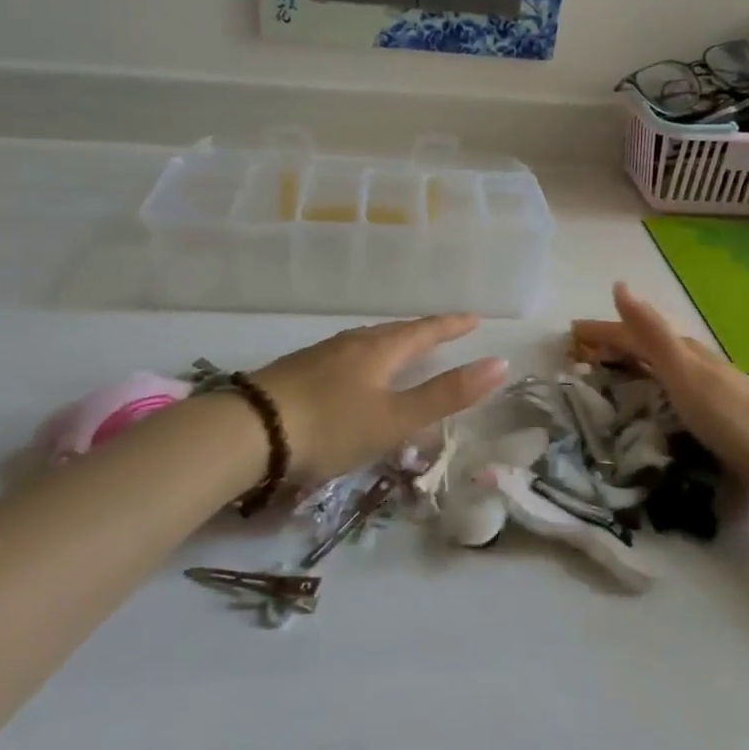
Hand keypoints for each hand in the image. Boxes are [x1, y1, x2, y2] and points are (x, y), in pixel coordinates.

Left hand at [253, 315, 508, 486]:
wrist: (249, 431)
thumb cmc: (331, 426)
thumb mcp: (395, 419)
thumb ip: (446, 394)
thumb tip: (499, 364)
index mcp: (380, 350)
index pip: (425, 331)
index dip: (452, 325)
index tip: (474, 318)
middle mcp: (352, 343)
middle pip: (395, 332)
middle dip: (422, 332)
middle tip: (444, 332)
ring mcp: (321, 354)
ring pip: (367, 342)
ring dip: (392, 344)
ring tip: (403, 351)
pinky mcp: (298, 370)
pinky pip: (345, 355)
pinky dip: (366, 359)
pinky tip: (355, 374)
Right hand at [572, 283, 748, 495]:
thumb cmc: (732, 415)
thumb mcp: (683, 372)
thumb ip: (651, 332)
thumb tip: (619, 285)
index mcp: (681, 351)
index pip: (631, 333)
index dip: (600, 332)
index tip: (569, 333)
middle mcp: (693, 362)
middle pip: (644, 346)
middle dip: (612, 346)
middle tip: (579, 355)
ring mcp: (707, 387)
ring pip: (658, 367)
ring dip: (630, 365)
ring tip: (606, 375)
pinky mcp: (716, 412)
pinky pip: (669, 390)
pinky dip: (650, 388)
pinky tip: (650, 404)